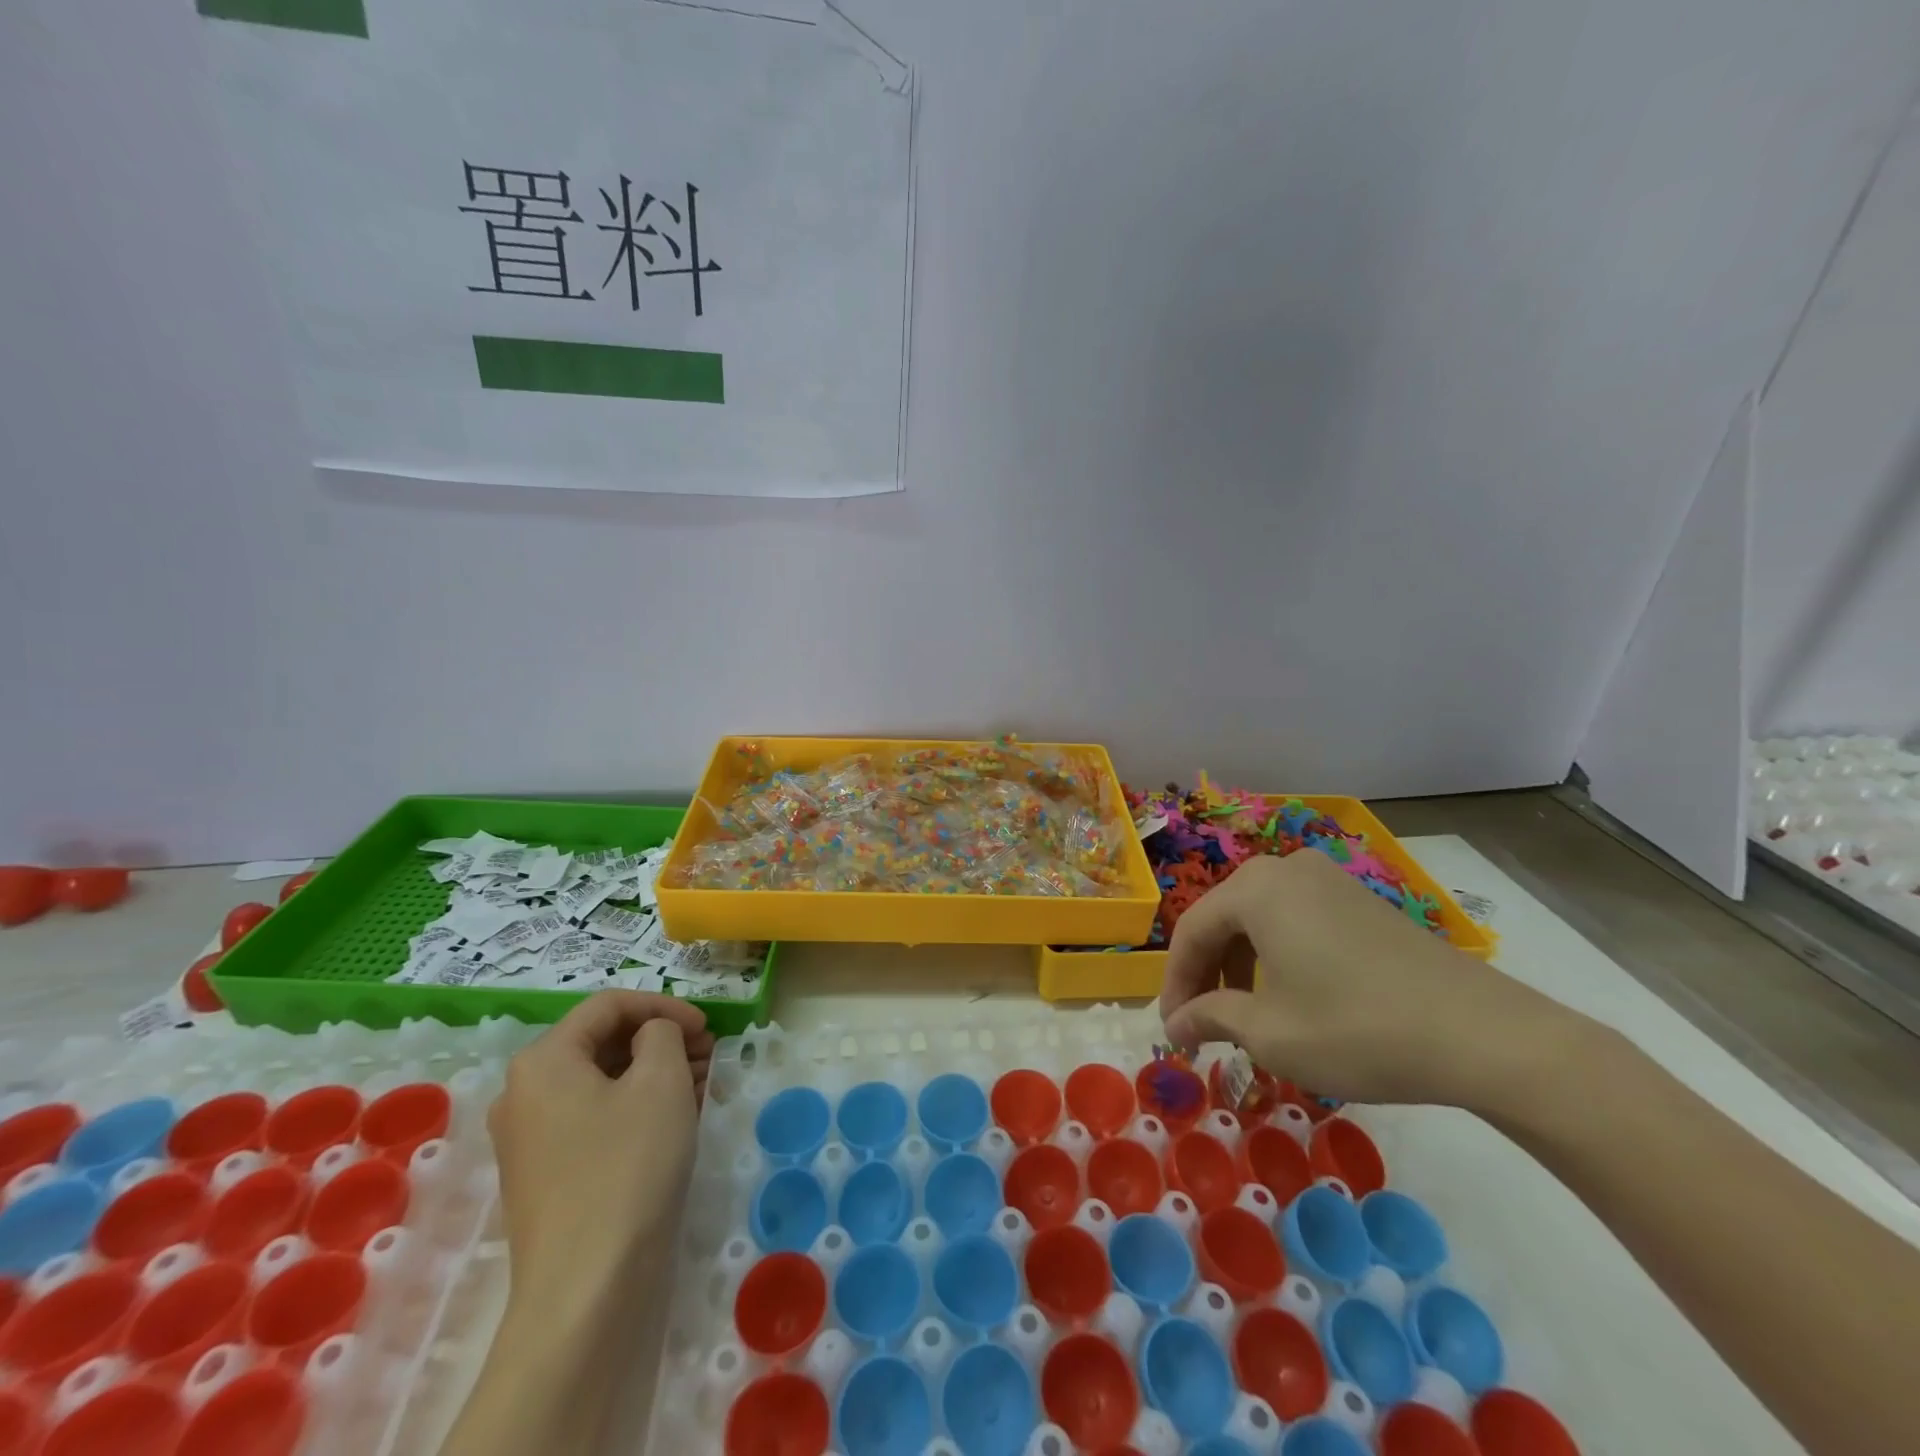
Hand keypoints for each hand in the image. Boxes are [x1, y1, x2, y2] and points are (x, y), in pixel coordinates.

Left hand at [487, 991, 714, 1321]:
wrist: (586, 1290)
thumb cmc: (627, 1166)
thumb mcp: (661, 1080)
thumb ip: (662, 1033)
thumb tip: (653, 1035)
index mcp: (544, 1060)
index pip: (609, 1005)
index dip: (663, 1005)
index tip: (706, 1026)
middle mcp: (524, 1093)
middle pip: (602, 1042)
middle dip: (660, 1039)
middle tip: (709, 1053)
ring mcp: (529, 1139)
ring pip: (601, 1082)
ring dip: (653, 1072)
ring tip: (702, 1083)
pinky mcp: (544, 1176)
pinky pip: (593, 1118)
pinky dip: (635, 1106)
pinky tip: (675, 1118)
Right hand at [1159, 852, 1579, 1109]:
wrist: (1481, 1034)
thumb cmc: (1355, 1028)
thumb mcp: (1269, 1033)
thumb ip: (1210, 1018)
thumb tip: (1175, 1024)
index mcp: (1254, 888)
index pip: (1191, 932)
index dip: (1175, 984)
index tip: (1172, 1030)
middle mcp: (1285, 869)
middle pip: (1224, 920)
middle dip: (1207, 974)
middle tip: (1202, 1025)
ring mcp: (1328, 880)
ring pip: (1260, 920)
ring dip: (1241, 967)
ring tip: (1243, 1017)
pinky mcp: (1361, 901)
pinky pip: (1296, 921)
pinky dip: (1278, 957)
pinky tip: (1290, 998)